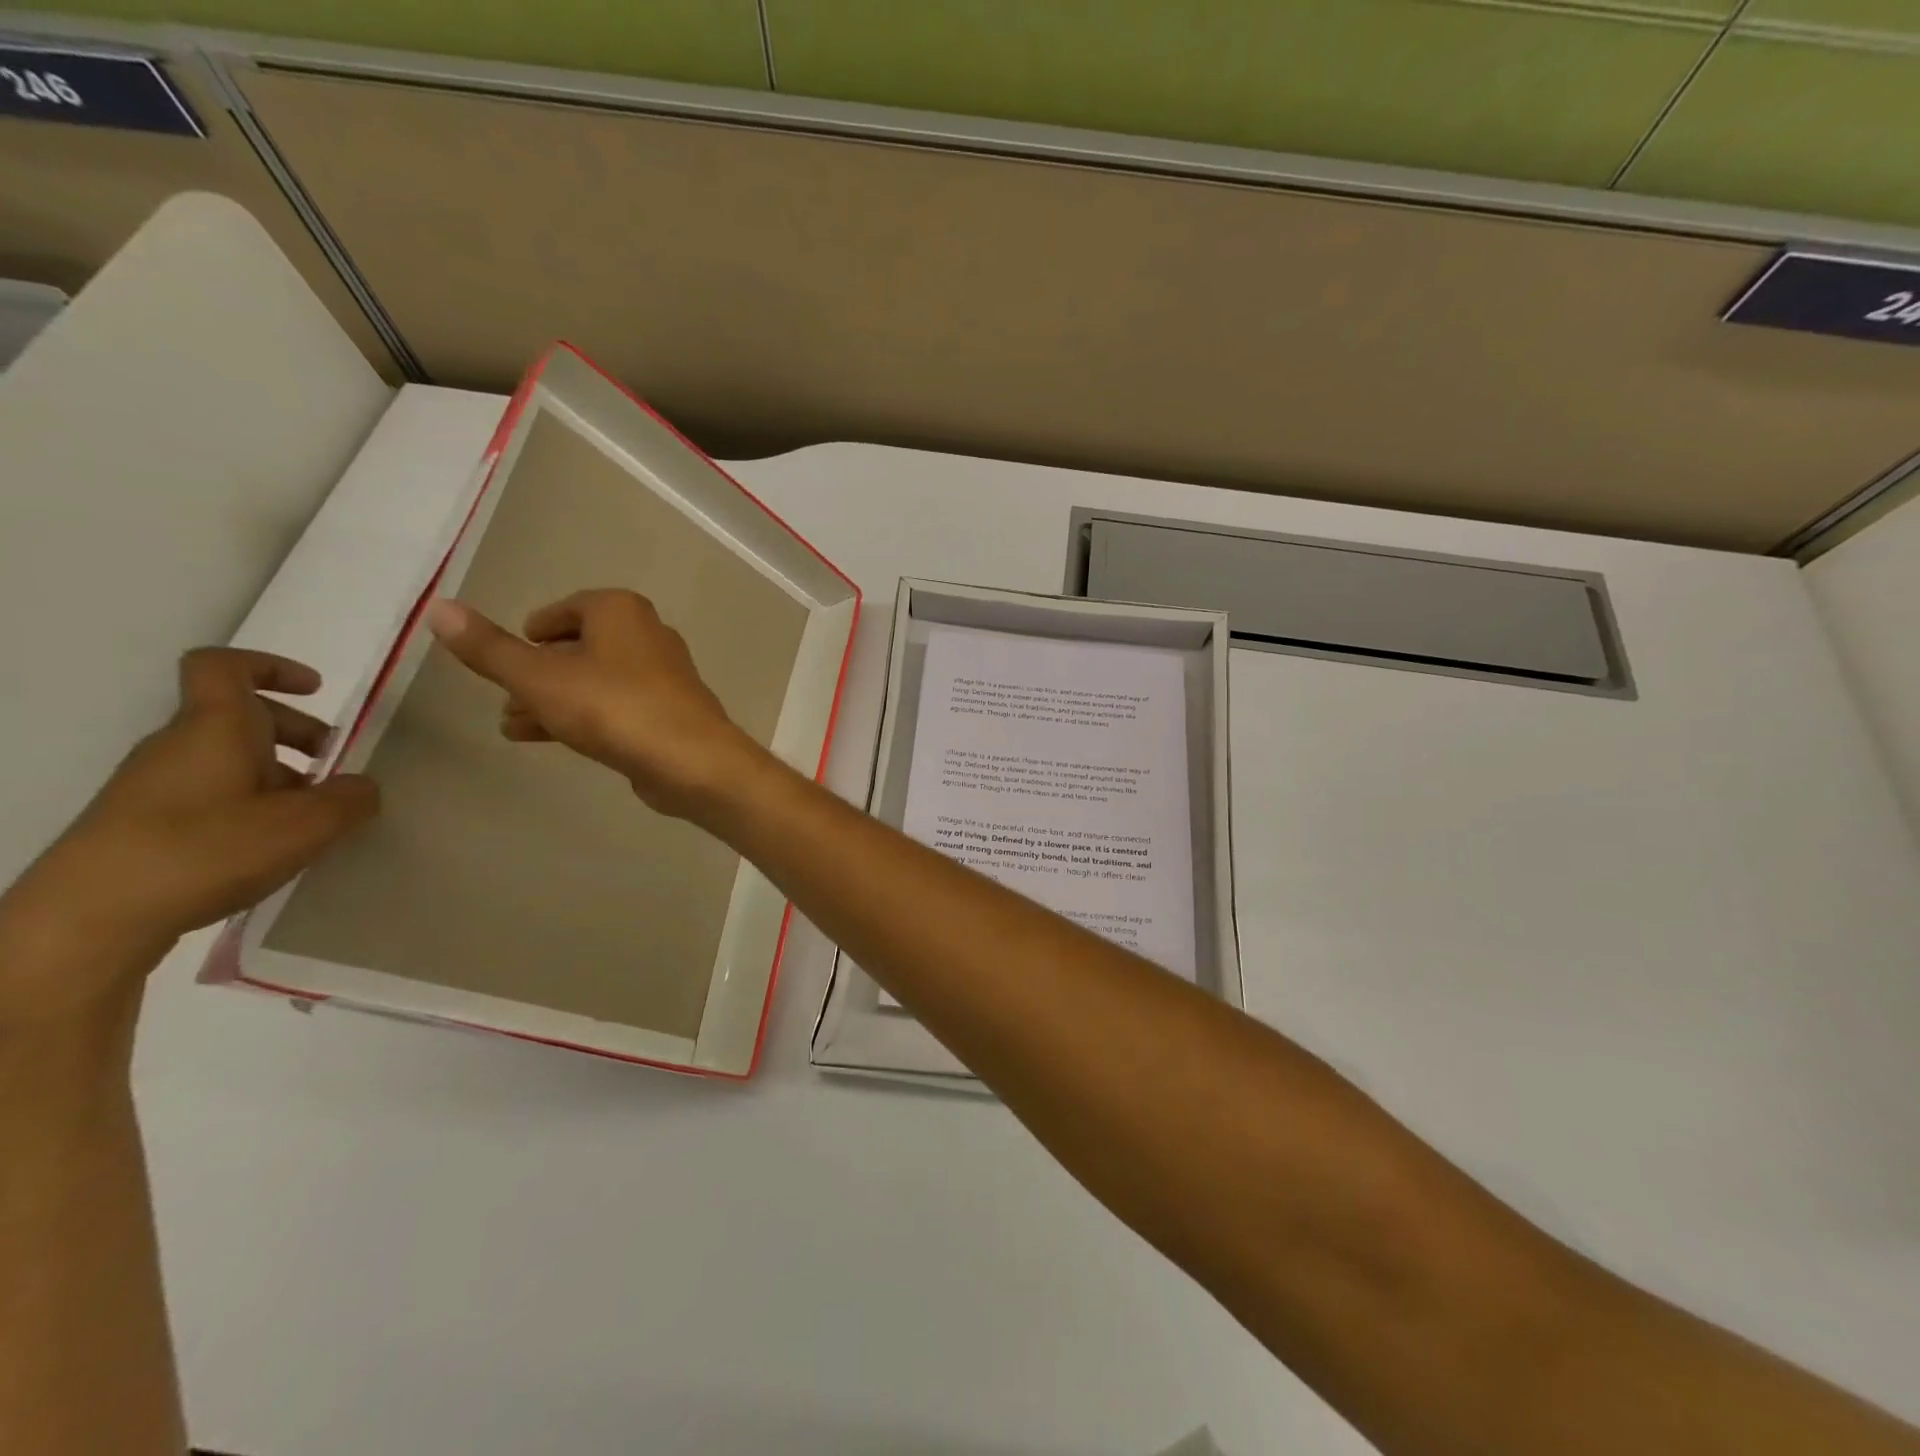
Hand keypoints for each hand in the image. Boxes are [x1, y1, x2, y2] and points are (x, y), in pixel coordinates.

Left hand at [0, 649, 379, 1026]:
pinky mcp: (143, 825)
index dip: (272, 668)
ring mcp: (155, 787)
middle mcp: (179, 746)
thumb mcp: (306, 825)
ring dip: (279, 776)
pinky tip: (274, 847)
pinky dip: (251, 806)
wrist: (89, 919)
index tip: (316, 690)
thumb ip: (350, 798)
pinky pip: (211, 796)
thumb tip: (363, 786)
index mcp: (214, 728)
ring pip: (228, 760)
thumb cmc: (205, 850)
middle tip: (337, 770)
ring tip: (314, 818)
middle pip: (241, 718)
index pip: (225, 667)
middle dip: (298, 735)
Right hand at [426, 590, 764, 817]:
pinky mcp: (667, 713)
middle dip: (538, 672)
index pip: (567, 609)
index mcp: (620, 611)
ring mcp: (662, 677)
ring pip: (594, 681)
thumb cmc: (614, 708)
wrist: (692, 761)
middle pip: (580, 647)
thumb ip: (490, 649)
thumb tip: (438, 607)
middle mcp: (647, 635)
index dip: (536, 630)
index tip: (513, 651)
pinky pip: (615, 707)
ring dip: (553, 699)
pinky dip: (581, 717)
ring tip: (511, 724)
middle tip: (503, 696)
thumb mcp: (540, 678)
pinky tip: (547, 739)